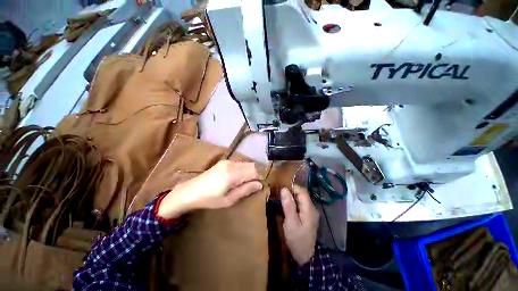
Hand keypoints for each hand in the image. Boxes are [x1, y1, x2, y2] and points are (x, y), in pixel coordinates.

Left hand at [157, 160, 262, 218]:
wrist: (190, 191)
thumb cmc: (210, 199)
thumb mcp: (229, 200)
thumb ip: (245, 190)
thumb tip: (260, 185)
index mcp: (233, 175)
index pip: (254, 171)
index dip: (259, 178)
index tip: (258, 186)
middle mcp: (231, 164)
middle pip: (251, 165)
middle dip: (255, 174)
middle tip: (251, 186)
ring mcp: (227, 161)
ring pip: (246, 163)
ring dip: (249, 171)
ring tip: (243, 183)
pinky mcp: (224, 161)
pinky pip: (239, 163)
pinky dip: (242, 169)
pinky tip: (236, 178)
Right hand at [281, 185, 318, 265]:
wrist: (306, 257)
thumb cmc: (297, 240)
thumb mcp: (291, 223)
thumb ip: (288, 206)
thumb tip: (284, 189)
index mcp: (309, 209)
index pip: (302, 191)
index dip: (292, 187)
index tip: (281, 188)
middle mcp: (312, 208)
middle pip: (302, 194)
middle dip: (291, 191)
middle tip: (279, 193)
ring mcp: (311, 212)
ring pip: (301, 198)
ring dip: (292, 196)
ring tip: (281, 197)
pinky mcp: (308, 216)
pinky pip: (301, 204)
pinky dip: (294, 202)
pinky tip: (287, 205)